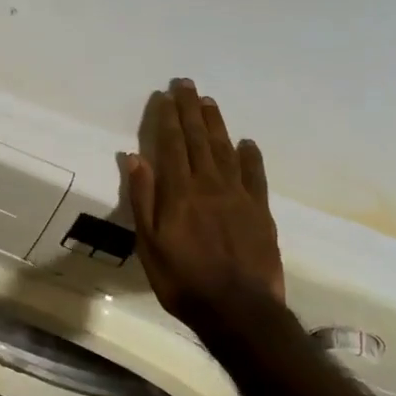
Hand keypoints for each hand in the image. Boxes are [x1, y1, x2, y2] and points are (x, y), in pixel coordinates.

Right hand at [126, 80, 285, 333]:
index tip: (165, 95)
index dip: (167, 118)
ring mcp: (239, 196)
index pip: (171, 145)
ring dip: (216, 124)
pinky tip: (247, 142)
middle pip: (199, 139)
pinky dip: (251, 156)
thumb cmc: (184, 280)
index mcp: (179, 192)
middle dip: (190, 110)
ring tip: (209, 102)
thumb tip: (135, 157)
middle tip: (187, 84)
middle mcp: (209, 185)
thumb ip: (144, 198)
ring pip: (226, 150)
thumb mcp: (149, 244)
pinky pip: (256, 176)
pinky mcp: (260, 211)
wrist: (239, 311)